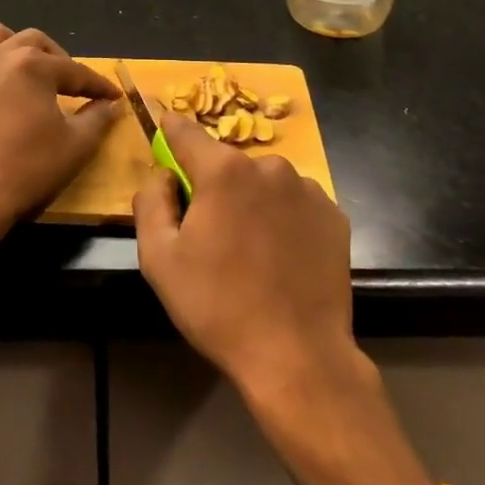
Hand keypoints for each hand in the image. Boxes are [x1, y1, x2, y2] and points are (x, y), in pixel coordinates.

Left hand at [0, 22, 119, 252]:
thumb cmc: (27, 169)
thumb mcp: (76, 145)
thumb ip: (99, 118)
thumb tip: (112, 104)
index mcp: (33, 64)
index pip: (76, 71)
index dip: (99, 86)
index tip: (114, 97)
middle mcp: (0, 56)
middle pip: (38, 43)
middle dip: (60, 61)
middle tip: (73, 87)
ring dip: (17, 47)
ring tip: (30, 72)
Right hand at [134, 112, 359, 405]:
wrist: (298, 357)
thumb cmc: (218, 307)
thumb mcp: (159, 259)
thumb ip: (150, 202)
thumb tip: (162, 174)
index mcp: (224, 170)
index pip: (187, 132)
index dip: (170, 130)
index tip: (162, 127)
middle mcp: (269, 166)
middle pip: (228, 162)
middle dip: (214, 184)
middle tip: (210, 230)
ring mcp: (307, 189)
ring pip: (264, 182)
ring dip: (251, 200)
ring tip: (250, 250)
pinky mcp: (334, 215)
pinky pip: (295, 203)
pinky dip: (283, 218)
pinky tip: (281, 256)